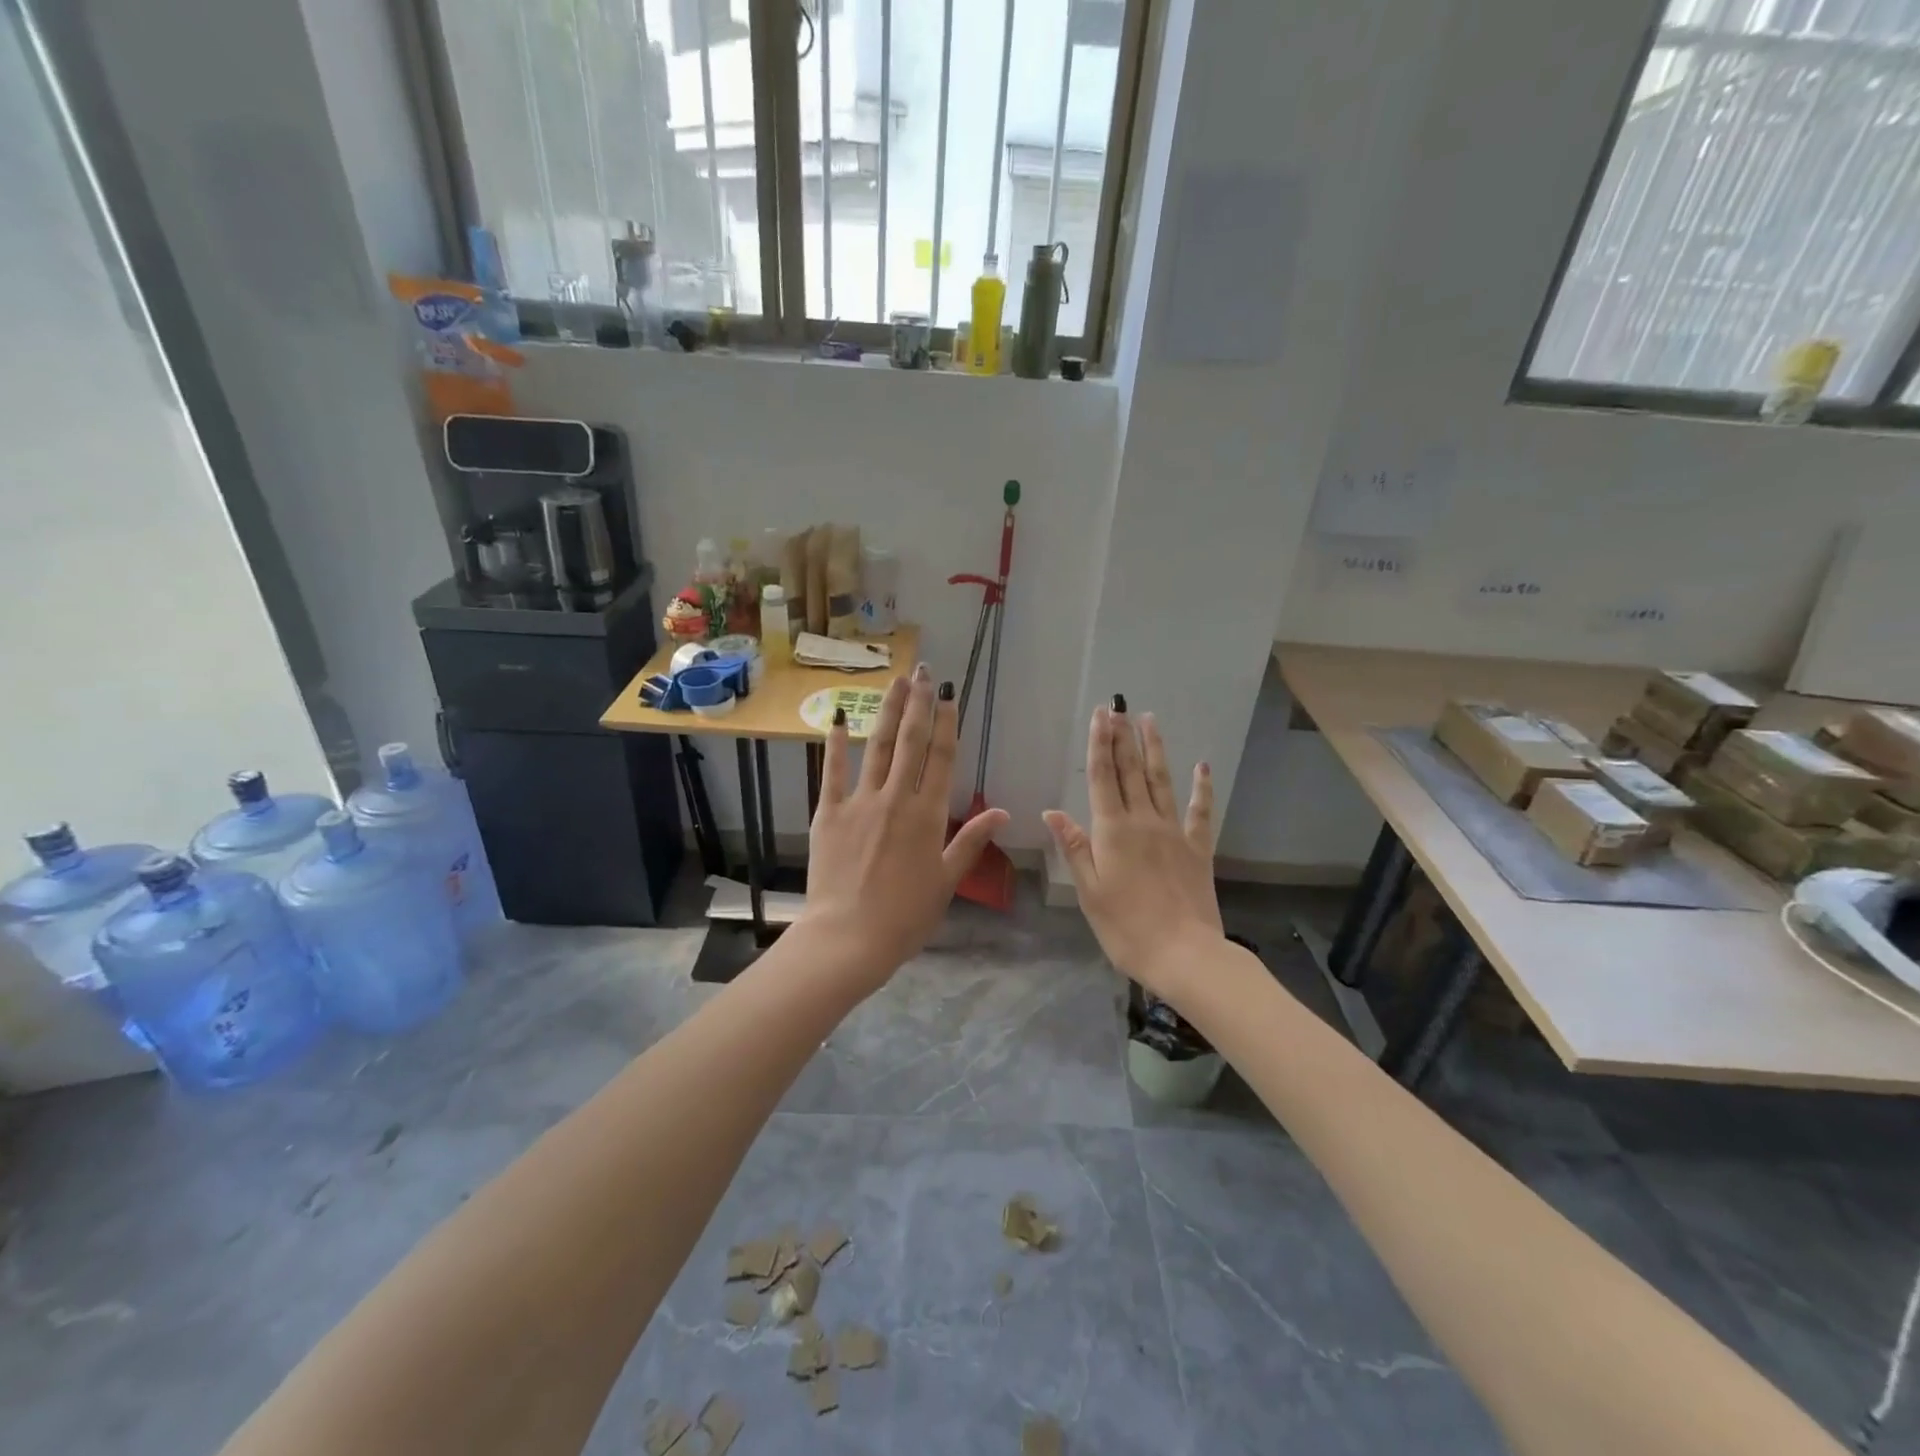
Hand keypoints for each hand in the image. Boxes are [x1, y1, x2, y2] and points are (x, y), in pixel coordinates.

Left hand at [799, 666, 1010, 990]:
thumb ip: (971, 840)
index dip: (946, 722)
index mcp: (928, 815)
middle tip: (923, 671)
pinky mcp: (829, 813)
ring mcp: (859, 802)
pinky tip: (837, 718)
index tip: (948, 694)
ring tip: (895, 682)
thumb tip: (1002, 811)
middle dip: (918, 704)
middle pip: (910, 742)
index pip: (942, 758)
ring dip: (886, 711)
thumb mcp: (946, 880)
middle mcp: (896, 798)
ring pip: (876, 747)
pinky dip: (834, 744)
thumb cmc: (905, 916)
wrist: (848, 938)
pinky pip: (831, 772)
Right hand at [1044, 703, 1222, 1001]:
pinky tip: (1202, 766)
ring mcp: (1174, 832)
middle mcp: (1143, 821)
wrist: (1184, 954)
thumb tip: (1052, 811)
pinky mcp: (1197, 848)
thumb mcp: (1089, 891)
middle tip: (1120, 706)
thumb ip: (1074, 847)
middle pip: (1131, 771)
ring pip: (1162, 781)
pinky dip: (1201, 788)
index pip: (1102, 777)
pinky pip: (1199, 811)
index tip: (1101, 714)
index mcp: (1112, 831)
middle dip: (1123, 737)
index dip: (1100, 744)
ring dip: (1154, 749)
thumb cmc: (1126, 928)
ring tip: (1149, 720)